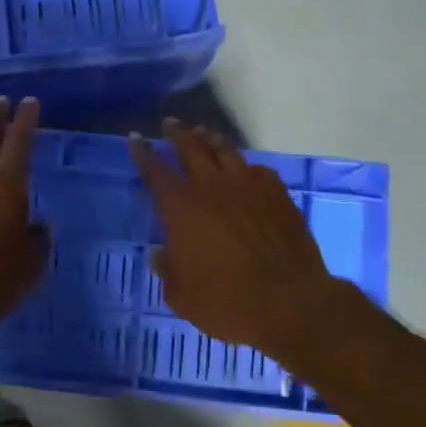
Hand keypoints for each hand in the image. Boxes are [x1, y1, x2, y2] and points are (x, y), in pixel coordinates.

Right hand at [129, 120, 369, 363]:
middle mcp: (212, 187)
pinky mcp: (277, 194)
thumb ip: (167, 270)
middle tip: (171, 124)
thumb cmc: (226, 302)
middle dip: (177, 133)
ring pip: (225, 150)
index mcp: (181, 207)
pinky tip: (244, 170)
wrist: (290, 303)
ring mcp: (248, 186)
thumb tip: (159, 254)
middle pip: (190, 147)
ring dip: (210, 139)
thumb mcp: (181, 295)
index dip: (142, 153)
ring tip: (203, 134)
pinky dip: (244, 165)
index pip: (154, 170)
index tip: (135, 138)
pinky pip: (256, 169)